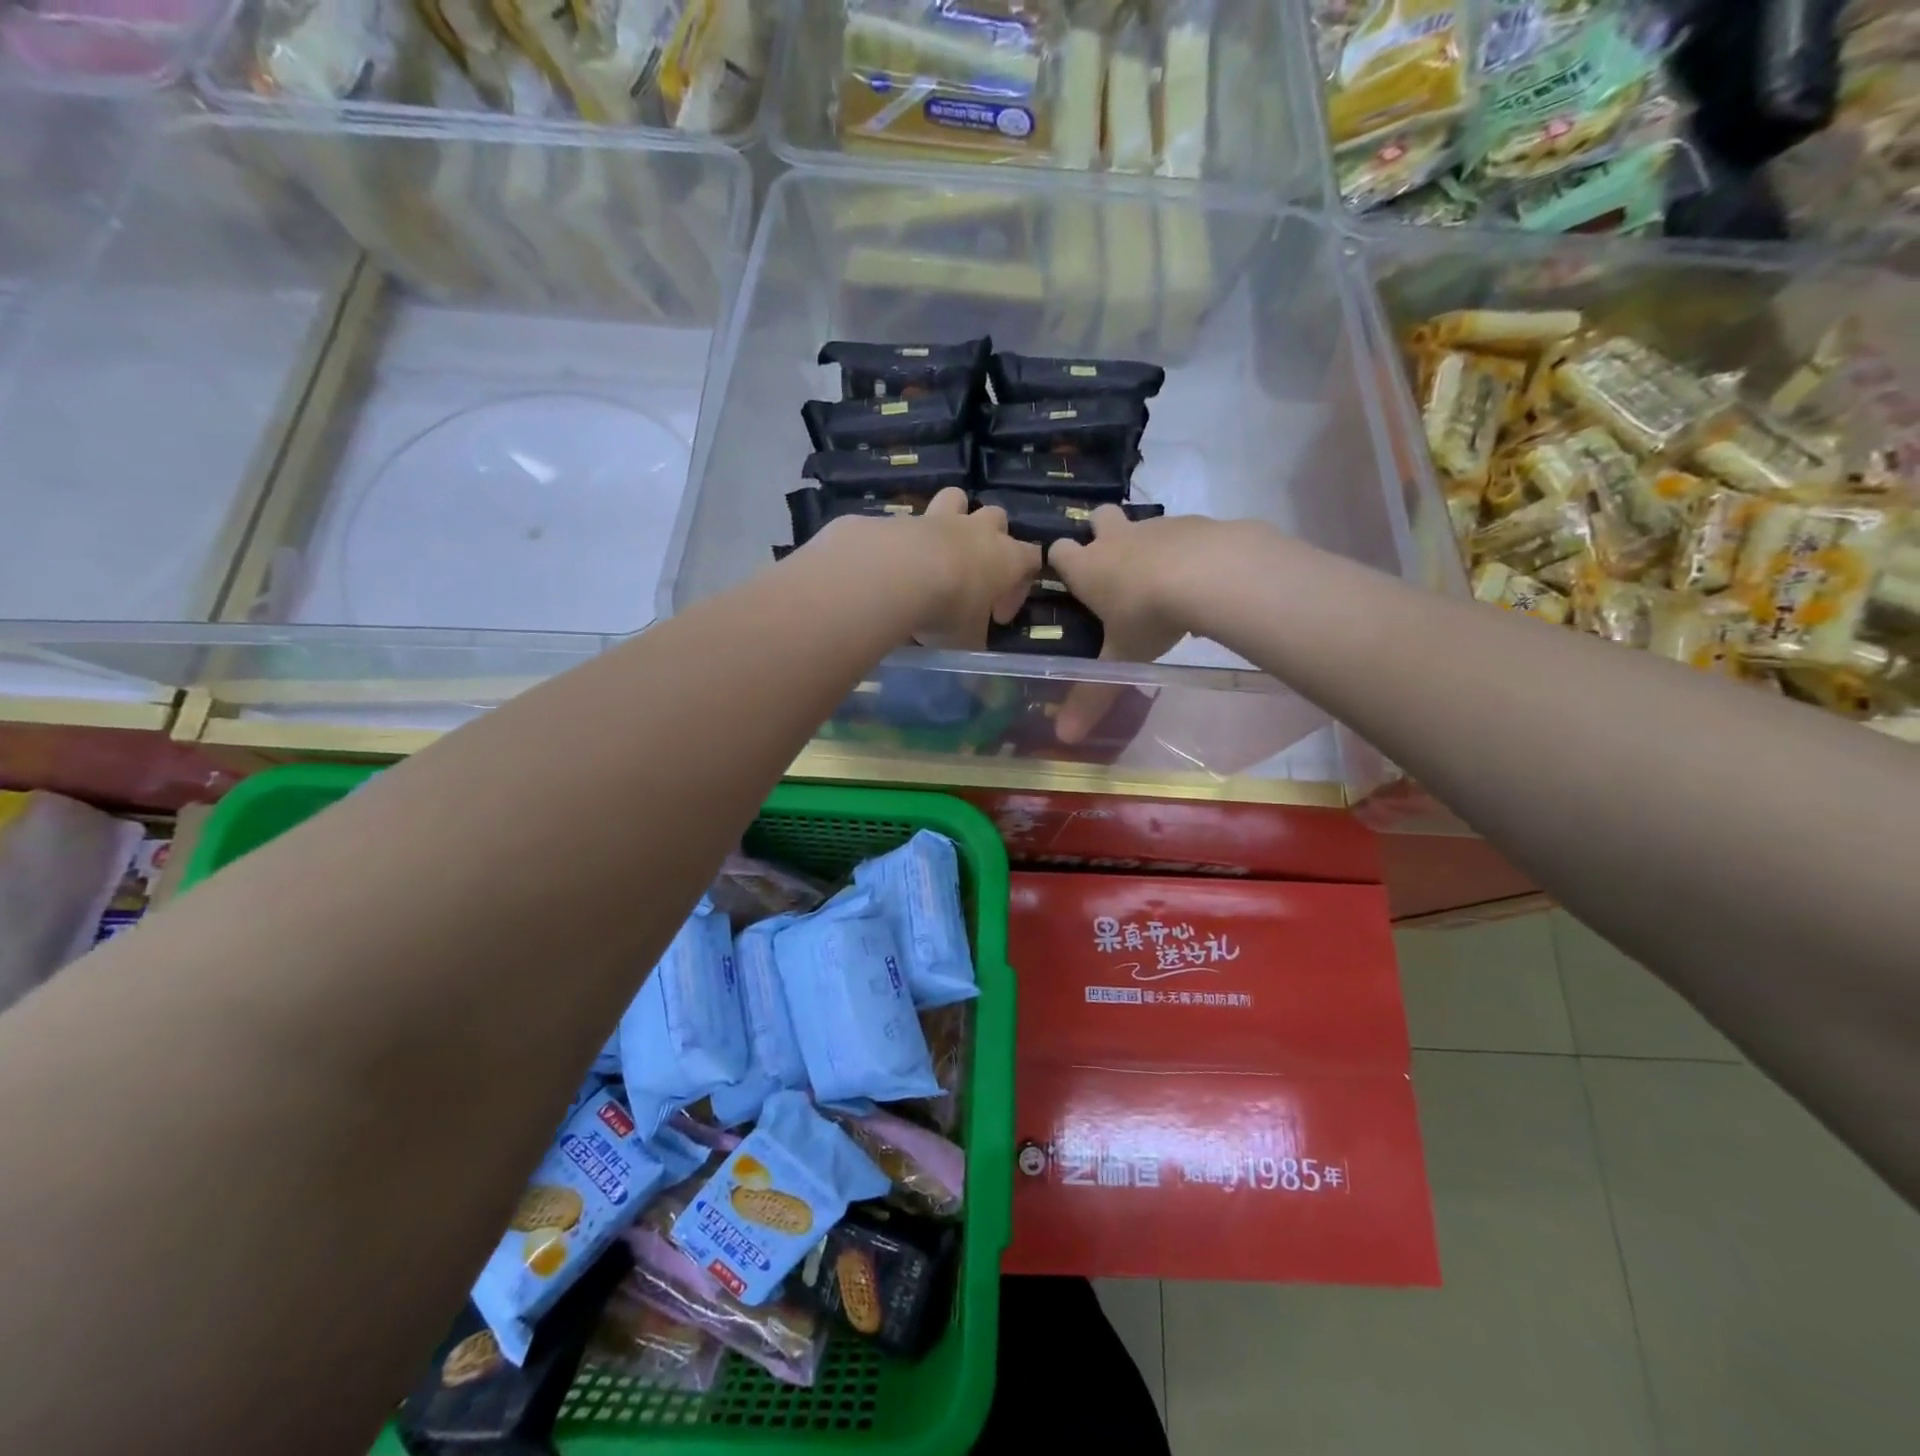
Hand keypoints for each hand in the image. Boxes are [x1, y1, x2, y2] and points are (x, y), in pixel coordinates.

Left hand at [816, 488, 1040, 650]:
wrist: (895, 573)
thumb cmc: (948, 608)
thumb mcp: (966, 640)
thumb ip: (973, 642)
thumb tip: (975, 661)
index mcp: (1006, 558)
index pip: (1031, 560)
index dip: (1020, 587)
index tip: (998, 616)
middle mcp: (977, 530)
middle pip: (998, 518)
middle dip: (992, 541)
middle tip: (974, 574)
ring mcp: (938, 518)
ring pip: (957, 498)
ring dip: (954, 516)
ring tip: (940, 548)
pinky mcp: (901, 518)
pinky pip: (909, 520)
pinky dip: (907, 538)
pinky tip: (895, 563)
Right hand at [1047, 508, 1221, 744]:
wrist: (1212, 574)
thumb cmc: (1149, 615)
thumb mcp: (1121, 659)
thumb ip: (1094, 696)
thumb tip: (1063, 738)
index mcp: (1088, 567)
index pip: (1058, 550)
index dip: (1060, 560)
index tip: (1067, 576)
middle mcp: (1118, 539)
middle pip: (1098, 517)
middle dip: (1100, 531)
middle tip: (1112, 562)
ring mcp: (1158, 527)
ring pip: (1144, 526)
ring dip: (1147, 544)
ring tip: (1163, 579)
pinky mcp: (1198, 523)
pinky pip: (1186, 534)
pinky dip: (1188, 551)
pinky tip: (1202, 579)